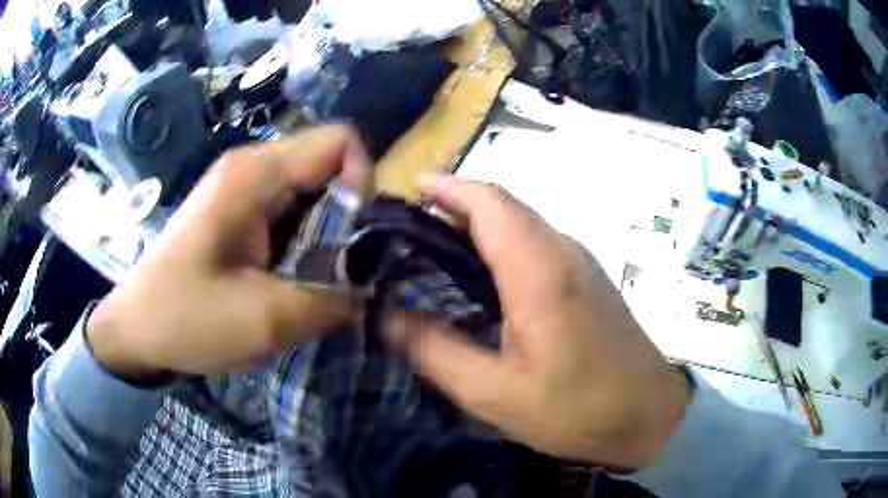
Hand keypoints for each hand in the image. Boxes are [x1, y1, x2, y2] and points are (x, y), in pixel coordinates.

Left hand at [88, 126, 372, 378]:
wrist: (137, 329)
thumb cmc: (187, 318)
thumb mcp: (265, 319)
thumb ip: (332, 300)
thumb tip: (374, 289)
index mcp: (256, 174)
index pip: (342, 142)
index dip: (364, 183)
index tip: (357, 240)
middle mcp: (253, 166)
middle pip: (329, 168)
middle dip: (347, 219)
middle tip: (337, 272)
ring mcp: (243, 187)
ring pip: (313, 193)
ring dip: (326, 236)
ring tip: (313, 281)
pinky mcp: (238, 210)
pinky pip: (291, 212)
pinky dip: (305, 243)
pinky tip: (290, 278)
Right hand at [386, 175, 689, 469]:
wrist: (649, 414)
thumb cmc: (576, 408)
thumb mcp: (494, 393)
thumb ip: (435, 351)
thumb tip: (385, 317)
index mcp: (539, 269)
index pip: (489, 202)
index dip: (447, 187)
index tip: (408, 190)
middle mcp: (563, 250)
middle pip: (504, 206)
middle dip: (454, 204)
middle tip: (407, 229)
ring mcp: (581, 262)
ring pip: (522, 222)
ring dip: (478, 223)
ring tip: (433, 248)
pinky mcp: (588, 279)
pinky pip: (537, 243)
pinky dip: (501, 243)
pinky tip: (481, 276)